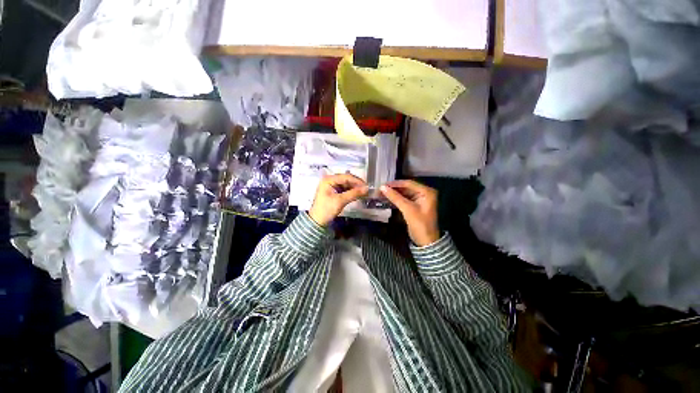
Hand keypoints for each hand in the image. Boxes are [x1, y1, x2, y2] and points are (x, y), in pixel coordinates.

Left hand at [309, 173, 368, 226]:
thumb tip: (367, 189)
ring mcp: (331, 186)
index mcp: (328, 179)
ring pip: (346, 184)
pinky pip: (344, 189)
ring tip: (363, 192)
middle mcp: (329, 180)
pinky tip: (357, 194)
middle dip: (356, 184)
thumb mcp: (340, 201)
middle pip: (346, 179)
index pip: (346, 177)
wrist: (317, 221)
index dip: (357, 181)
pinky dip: (350, 191)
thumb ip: (353, 193)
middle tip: (366, 190)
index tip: (366, 186)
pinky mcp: (333, 192)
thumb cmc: (326, 209)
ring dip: (354, 188)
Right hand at [380, 180, 439, 245]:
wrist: (426, 241)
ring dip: (393, 194)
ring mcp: (419, 199)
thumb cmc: (420, 224)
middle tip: (380, 189)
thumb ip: (395, 197)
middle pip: (406, 188)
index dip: (395, 184)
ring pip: (404, 193)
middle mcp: (424, 193)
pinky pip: (404, 199)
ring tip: (381, 193)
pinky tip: (387, 199)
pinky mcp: (415, 205)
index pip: (409, 183)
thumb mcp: (407, 209)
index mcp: (426, 191)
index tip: (383, 184)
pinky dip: (396, 199)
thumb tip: (382, 187)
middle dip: (393, 189)